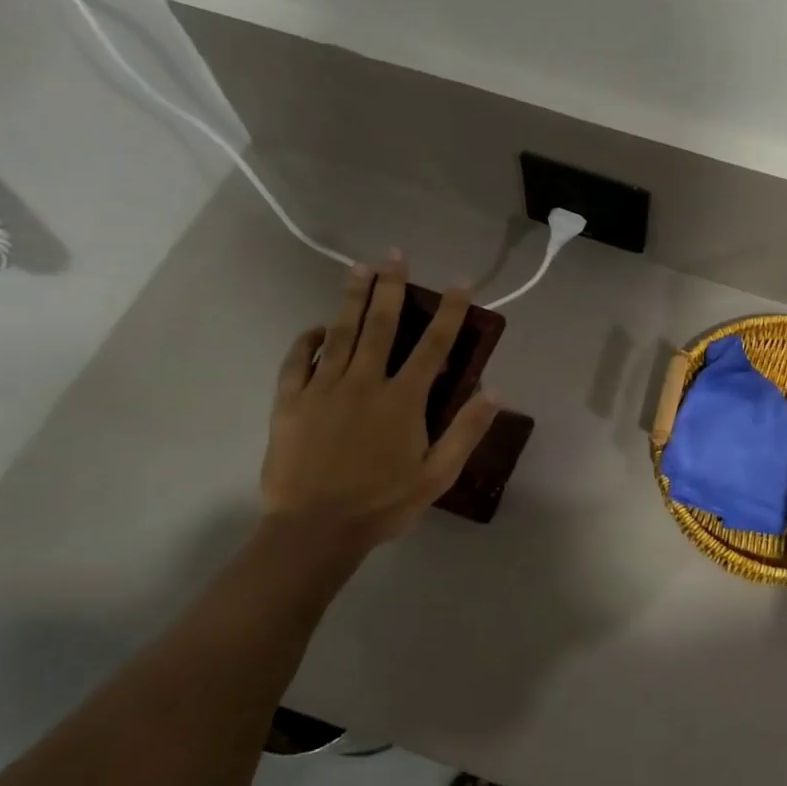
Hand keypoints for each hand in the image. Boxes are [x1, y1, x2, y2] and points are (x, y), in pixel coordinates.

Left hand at [260, 256, 498, 553]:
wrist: (315, 529)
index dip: (449, 311)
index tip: (459, 283)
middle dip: (391, 288)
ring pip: (340, 332)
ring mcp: (323, 388)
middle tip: (395, 256)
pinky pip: (298, 361)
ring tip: (358, 268)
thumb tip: (496, 390)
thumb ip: (466, 430)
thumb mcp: (438, 474)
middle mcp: (364, 382)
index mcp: (403, 399)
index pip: (433, 345)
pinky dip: (308, 340)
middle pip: (381, 325)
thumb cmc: (382, 503)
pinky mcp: (290, 402)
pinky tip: (316, 327)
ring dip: (351, 298)